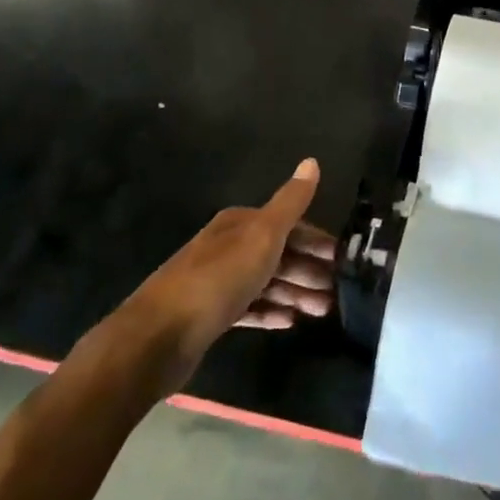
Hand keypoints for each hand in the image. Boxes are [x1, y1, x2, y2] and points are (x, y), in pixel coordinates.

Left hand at [126, 158, 335, 383]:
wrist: (157, 337)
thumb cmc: (218, 279)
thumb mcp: (262, 235)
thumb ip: (290, 202)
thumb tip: (312, 161)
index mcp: (240, 224)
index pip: (289, 225)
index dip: (317, 241)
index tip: (343, 260)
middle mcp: (228, 247)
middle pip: (278, 254)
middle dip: (309, 271)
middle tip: (338, 292)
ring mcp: (217, 282)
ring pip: (266, 282)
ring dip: (295, 293)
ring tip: (322, 311)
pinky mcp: (209, 316)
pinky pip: (249, 308)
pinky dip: (270, 312)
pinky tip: (289, 322)